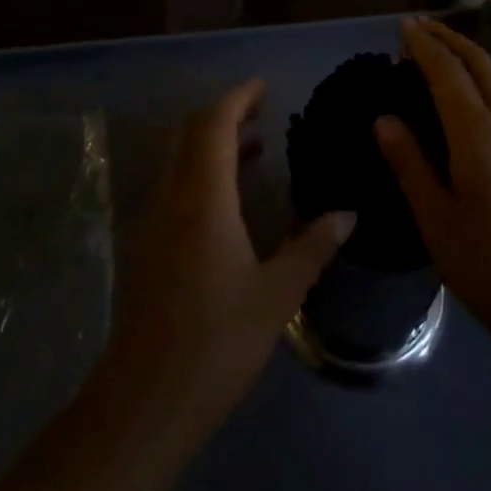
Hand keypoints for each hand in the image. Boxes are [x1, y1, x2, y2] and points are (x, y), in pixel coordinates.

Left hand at [99, 80, 353, 445]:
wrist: (142, 404)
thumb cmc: (215, 343)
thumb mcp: (276, 295)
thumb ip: (312, 248)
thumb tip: (348, 215)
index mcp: (203, 198)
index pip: (214, 125)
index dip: (238, 98)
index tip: (264, 87)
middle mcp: (172, 198)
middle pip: (190, 133)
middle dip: (224, 114)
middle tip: (262, 113)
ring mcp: (152, 222)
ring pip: (179, 159)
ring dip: (212, 144)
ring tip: (254, 149)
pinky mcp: (146, 247)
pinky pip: (174, 186)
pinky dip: (201, 172)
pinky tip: (228, 201)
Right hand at [376, 18, 490, 364]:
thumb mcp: (436, 221)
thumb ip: (410, 164)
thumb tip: (384, 119)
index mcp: (478, 135)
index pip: (448, 72)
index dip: (425, 45)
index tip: (405, 26)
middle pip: (481, 63)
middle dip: (451, 38)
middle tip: (421, 27)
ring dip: (472, 55)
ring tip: (445, 51)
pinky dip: (487, 78)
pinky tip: (476, 96)